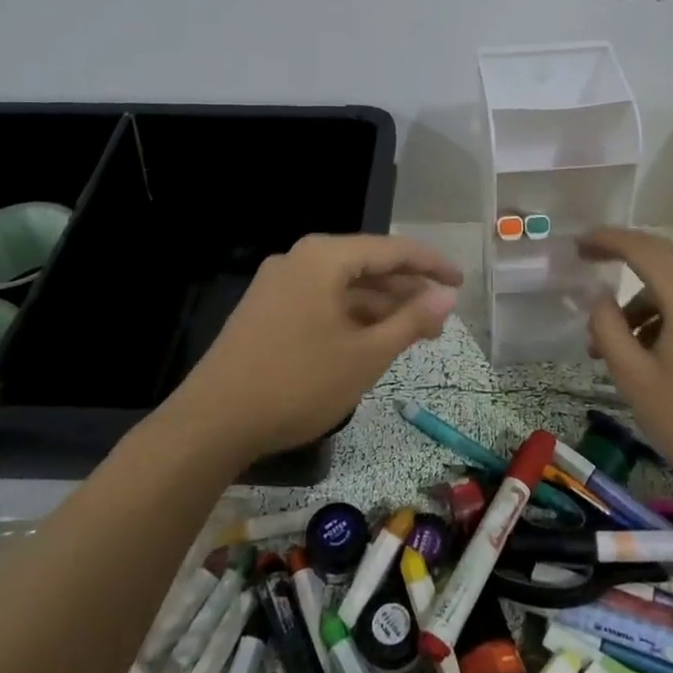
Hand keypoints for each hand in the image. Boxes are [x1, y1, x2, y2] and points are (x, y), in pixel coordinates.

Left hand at [173, 233, 462, 461]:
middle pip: (366, 265)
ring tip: (413, 335)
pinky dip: (351, 317)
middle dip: (406, 292)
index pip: (392, 249)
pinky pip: (321, 302)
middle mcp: (299, 259)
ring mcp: (278, 284)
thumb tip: (447, 296)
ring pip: (343, 287)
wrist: (211, 423)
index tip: (461, 282)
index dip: (431, 265)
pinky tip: (370, 340)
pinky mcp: (266, 309)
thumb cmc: (298, 383)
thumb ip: (410, 321)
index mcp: (324, 258)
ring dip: (380, 308)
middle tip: (441, 320)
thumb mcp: (365, 355)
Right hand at [579, 227, 672, 500]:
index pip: (641, 248)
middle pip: (662, 256)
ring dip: (641, 299)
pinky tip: (647, 351)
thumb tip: (599, 297)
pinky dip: (664, 311)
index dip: (606, 240)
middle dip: (622, 260)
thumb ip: (608, 328)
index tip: (577, 244)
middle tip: (587, 269)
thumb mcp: (634, 378)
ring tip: (612, 344)